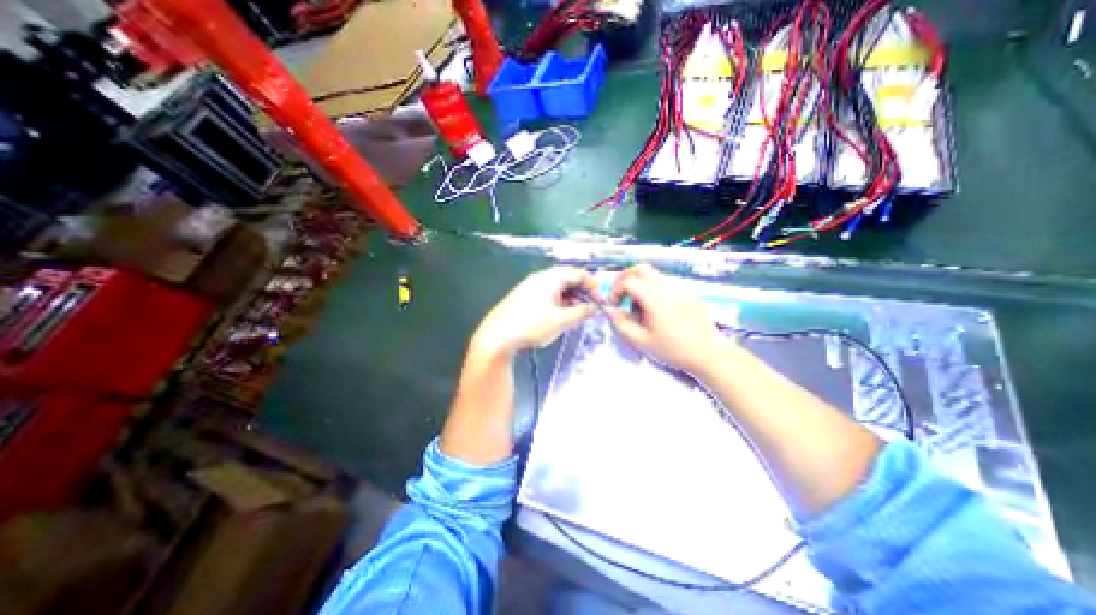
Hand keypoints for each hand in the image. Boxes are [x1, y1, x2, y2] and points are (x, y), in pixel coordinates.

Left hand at [465, 263, 595, 360]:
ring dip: (571, 296)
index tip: (600, 301)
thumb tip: (593, 307)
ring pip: (556, 285)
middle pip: (567, 277)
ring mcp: (529, 285)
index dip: (593, 286)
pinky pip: (546, 292)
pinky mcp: (523, 295)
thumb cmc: (532, 326)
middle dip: (582, 290)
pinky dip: (558, 300)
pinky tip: (560, 313)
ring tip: (577, 312)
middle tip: (591, 306)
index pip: (578, 273)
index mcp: (551, 278)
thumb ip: (581, 312)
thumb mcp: (561, 321)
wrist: (497, 336)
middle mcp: (540, 277)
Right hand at [599, 262, 725, 374]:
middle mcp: (667, 286)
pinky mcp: (688, 291)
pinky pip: (665, 282)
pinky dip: (654, 288)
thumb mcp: (641, 341)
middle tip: (622, 296)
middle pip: (641, 269)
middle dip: (627, 279)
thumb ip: (621, 323)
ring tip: (640, 308)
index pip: (628, 281)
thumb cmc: (673, 349)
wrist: (708, 354)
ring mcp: (680, 286)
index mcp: (654, 297)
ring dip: (641, 284)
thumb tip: (608, 309)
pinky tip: (657, 308)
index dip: (616, 290)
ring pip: (653, 274)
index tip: (615, 305)